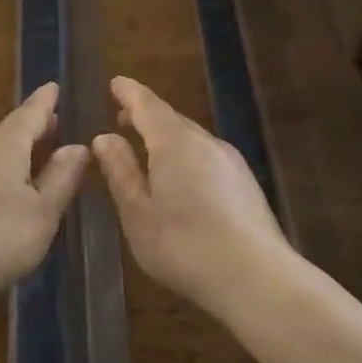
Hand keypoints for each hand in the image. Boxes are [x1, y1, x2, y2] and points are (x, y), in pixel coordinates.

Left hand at [0, 83, 89, 302]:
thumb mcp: (42, 212)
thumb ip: (61, 178)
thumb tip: (78, 147)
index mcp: (7, 143)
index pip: (32, 112)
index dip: (46, 101)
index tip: (54, 86)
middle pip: (11, 130)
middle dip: (33, 128)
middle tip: (54, 126)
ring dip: (16, 152)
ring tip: (35, 159)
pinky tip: (4, 190)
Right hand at [91, 77, 298, 317]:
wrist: (257, 280)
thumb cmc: (184, 245)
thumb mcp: (138, 212)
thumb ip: (121, 171)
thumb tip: (104, 138)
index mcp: (174, 142)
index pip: (147, 104)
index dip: (128, 93)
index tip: (114, 83)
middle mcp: (206, 142)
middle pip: (171, 119)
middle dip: (145, 116)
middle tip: (121, 119)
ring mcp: (231, 162)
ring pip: (191, 139)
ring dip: (166, 138)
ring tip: (145, 152)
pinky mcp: (245, 184)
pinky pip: (206, 157)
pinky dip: (185, 156)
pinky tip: (178, 181)